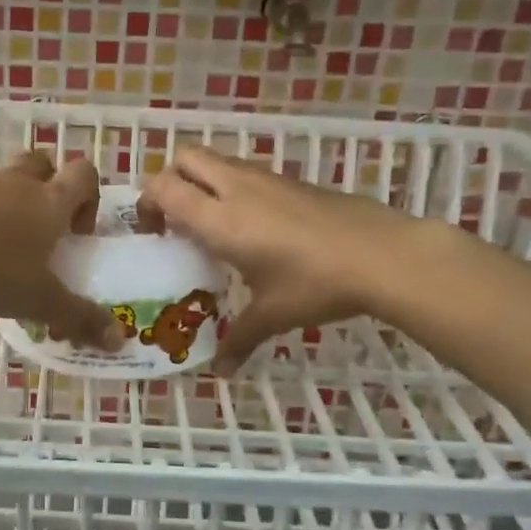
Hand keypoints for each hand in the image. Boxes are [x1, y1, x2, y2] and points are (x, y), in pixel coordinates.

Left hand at [0, 152, 124, 350]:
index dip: (90, 198)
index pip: (84, 173)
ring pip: (9, 182)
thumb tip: (119, 341)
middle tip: (48, 230)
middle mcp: (19, 185)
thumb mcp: (42, 300)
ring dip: (16, 206)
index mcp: (50, 200)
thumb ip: (80, 318)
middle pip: (44, 164)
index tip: (79, 233)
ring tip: (11, 249)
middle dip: (51, 189)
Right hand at [141, 146, 418, 373]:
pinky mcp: (291, 180)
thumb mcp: (273, 315)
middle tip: (177, 220)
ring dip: (204, 182)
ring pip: (218, 161)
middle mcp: (236, 188)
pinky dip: (234, 188)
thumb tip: (221, 372)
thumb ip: (240, 339)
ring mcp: (266, 179)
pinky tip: (254, 227)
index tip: (155, 234)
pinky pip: (246, 172)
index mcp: (219, 219)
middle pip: (185, 158)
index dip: (147, 204)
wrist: (382, 255)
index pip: (163, 187)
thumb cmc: (315, 284)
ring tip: (214, 225)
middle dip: (171, 181)